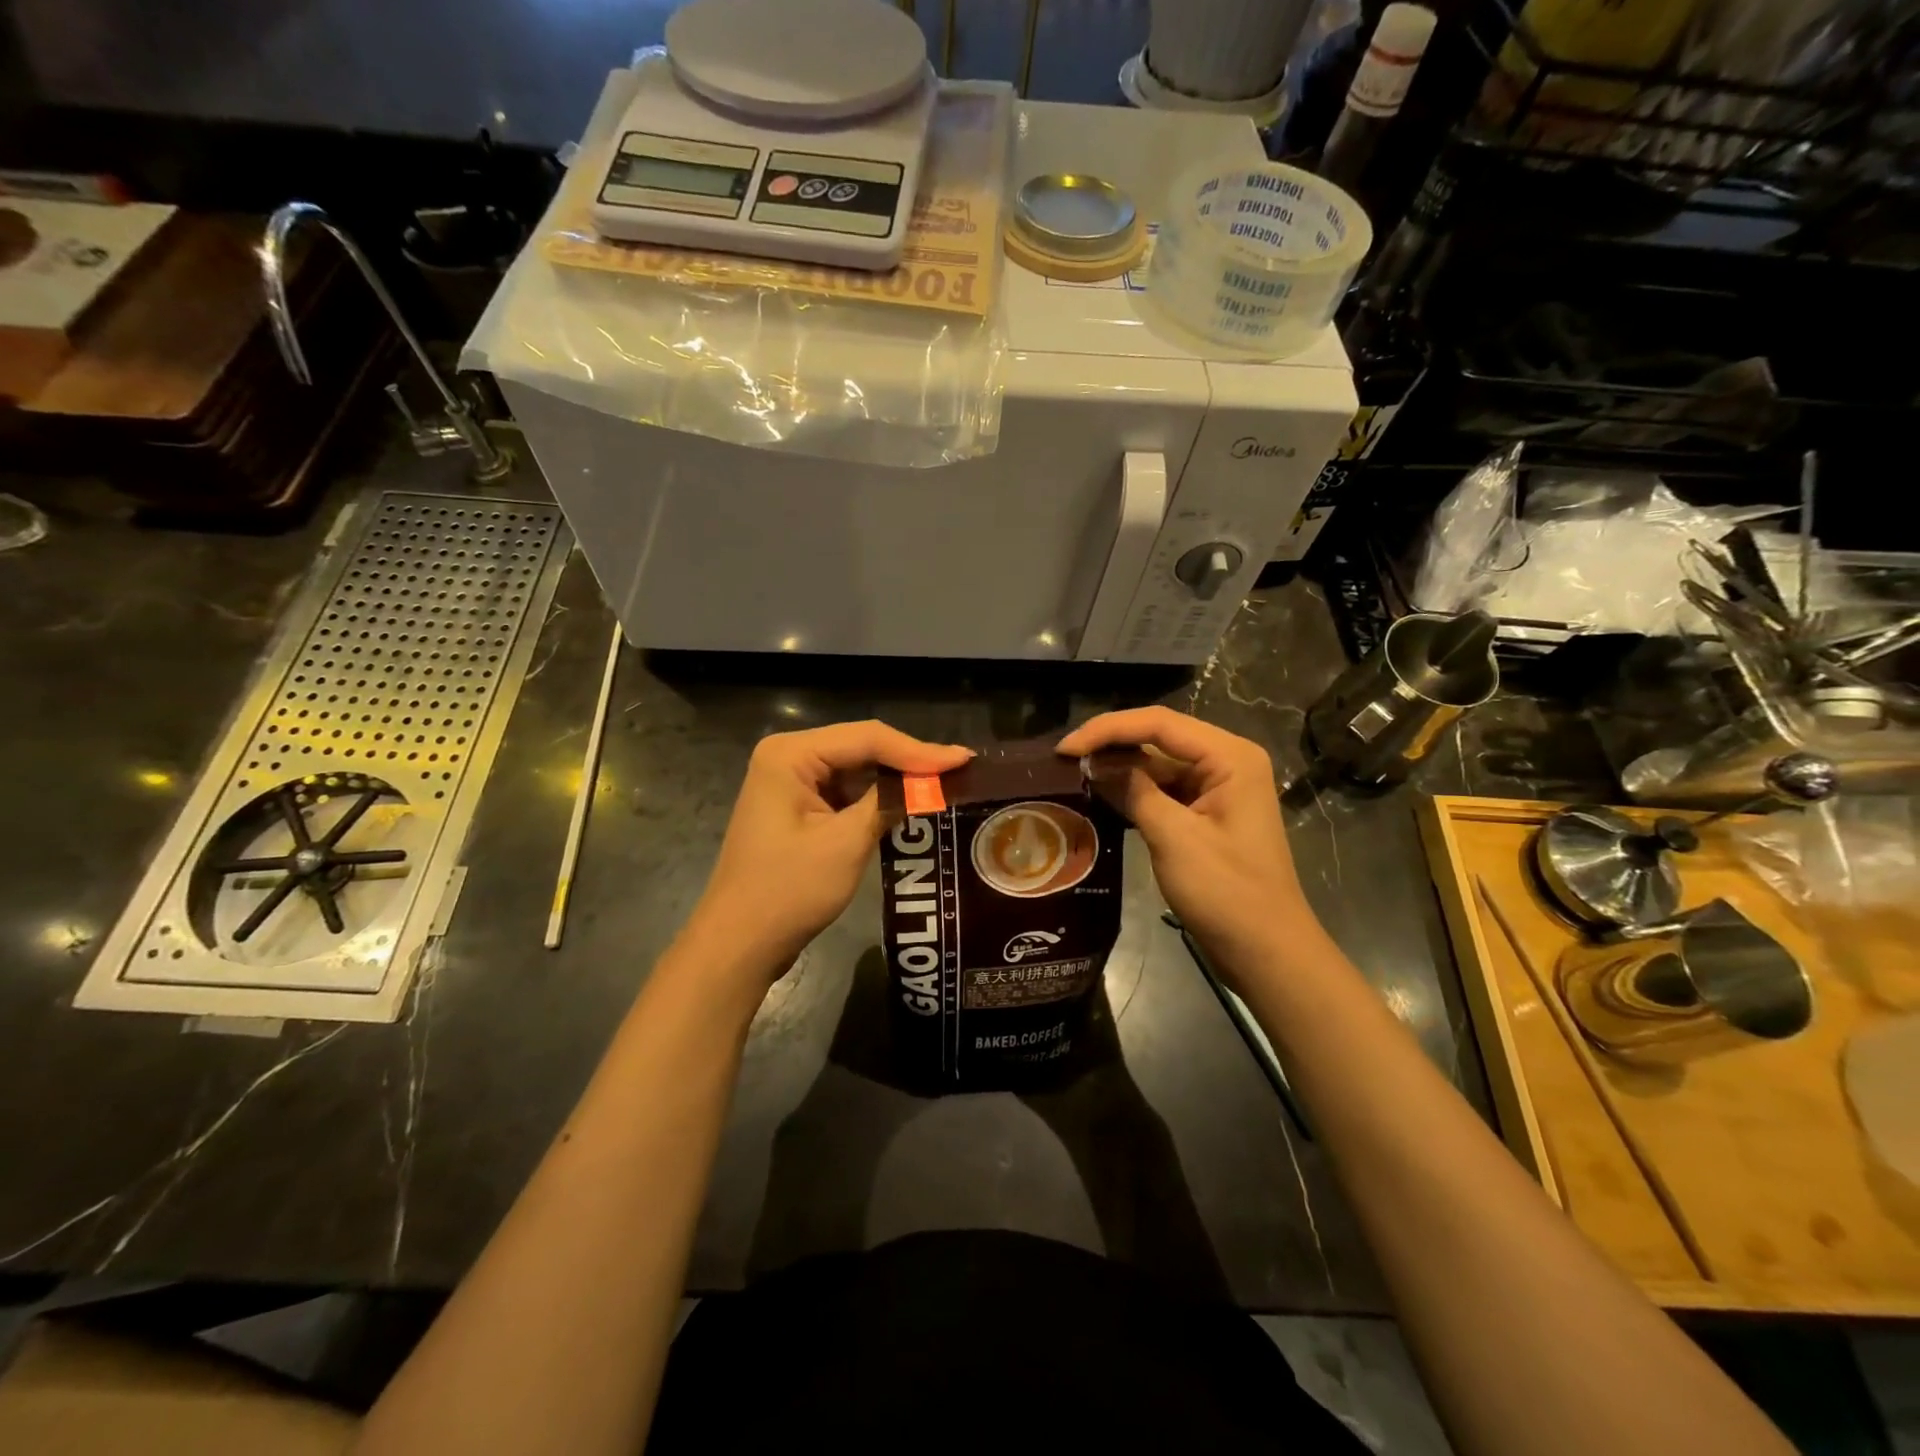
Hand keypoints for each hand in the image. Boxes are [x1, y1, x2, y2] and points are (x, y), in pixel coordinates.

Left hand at [689, 721, 971, 975]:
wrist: (739, 944)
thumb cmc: (788, 891)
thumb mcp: (846, 844)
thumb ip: (889, 803)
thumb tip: (933, 782)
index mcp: (790, 754)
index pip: (867, 738)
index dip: (918, 750)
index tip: (964, 761)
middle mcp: (788, 757)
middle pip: (861, 747)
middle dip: (909, 762)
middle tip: (961, 771)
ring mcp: (790, 782)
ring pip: (857, 768)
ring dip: (896, 779)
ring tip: (945, 784)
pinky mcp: (798, 807)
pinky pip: (846, 791)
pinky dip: (877, 798)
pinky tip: (910, 803)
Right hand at [1057, 708, 1321, 989]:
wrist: (1266, 952)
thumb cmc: (1227, 893)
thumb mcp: (1174, 838)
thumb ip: (1133, 791)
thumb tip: (1094, 764)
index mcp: (1229, 757)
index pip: (1159, 723)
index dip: (1107, 730)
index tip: (1064, 748)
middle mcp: (1226, 761)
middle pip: (1158, 737)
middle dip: (1111, 745)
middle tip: (1063, 760)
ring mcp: (1217, 788)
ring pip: (1157, 763)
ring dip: (1118, 768)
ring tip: (1073, 774)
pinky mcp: (1206, 812)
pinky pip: (1163, 789)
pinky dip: (1132, 791)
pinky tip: (1100, 796)